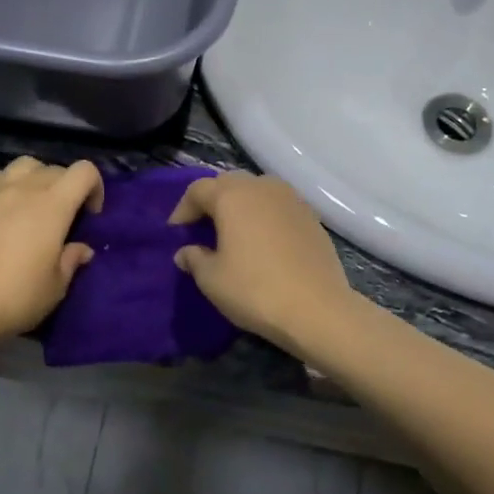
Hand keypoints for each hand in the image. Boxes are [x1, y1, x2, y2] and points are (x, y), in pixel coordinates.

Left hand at [0, 157, 103, 346]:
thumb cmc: (15, 297)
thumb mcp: (55, 287)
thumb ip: (71, 261)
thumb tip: (82, 249)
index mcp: (54, 205)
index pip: (84, 172)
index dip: (95, 187)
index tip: (90, 215)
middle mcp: (23, 189)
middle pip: (53, 169)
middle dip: (66, 187)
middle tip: (62, 218)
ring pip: (21, 166)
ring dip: (34, 179)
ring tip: (31, 205)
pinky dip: (1, 185)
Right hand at [169, 171, 352, 352]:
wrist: (317, 310)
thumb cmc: (255, 290)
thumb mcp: (212, 279)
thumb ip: (194, 259)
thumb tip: (186, 252)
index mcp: (233, 195)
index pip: (198, 190)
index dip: (183, 210)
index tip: (176, 233)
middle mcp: (262, 187)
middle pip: (229, 184)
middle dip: (212, 202)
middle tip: (202, 228)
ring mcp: (292, 199)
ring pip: (257, 192)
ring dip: (241, 206)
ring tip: (233, 232)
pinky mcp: (312, 217)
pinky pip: (278, 207)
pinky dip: (264, 217)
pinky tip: (263, 242)